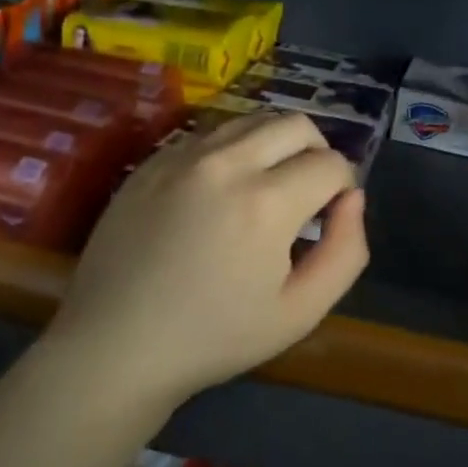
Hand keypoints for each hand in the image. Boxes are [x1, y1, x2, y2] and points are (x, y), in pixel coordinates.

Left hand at [50, 112, 367, 410]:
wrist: (115, 346)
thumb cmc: (214, 338)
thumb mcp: (301, 312)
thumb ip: (346, 250)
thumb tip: (352, 198)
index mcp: (267, 202)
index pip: (331, 163)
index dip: (343, 188)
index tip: (327, 218)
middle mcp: (226, 162)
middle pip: (296, 124)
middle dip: (316, 153)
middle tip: (305, 195)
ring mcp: (183, 156)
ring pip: (252, 120)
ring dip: (274, 145)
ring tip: (265, 188)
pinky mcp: (152, 161)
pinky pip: (209, 134)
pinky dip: (232, 151)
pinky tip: (220, 192)